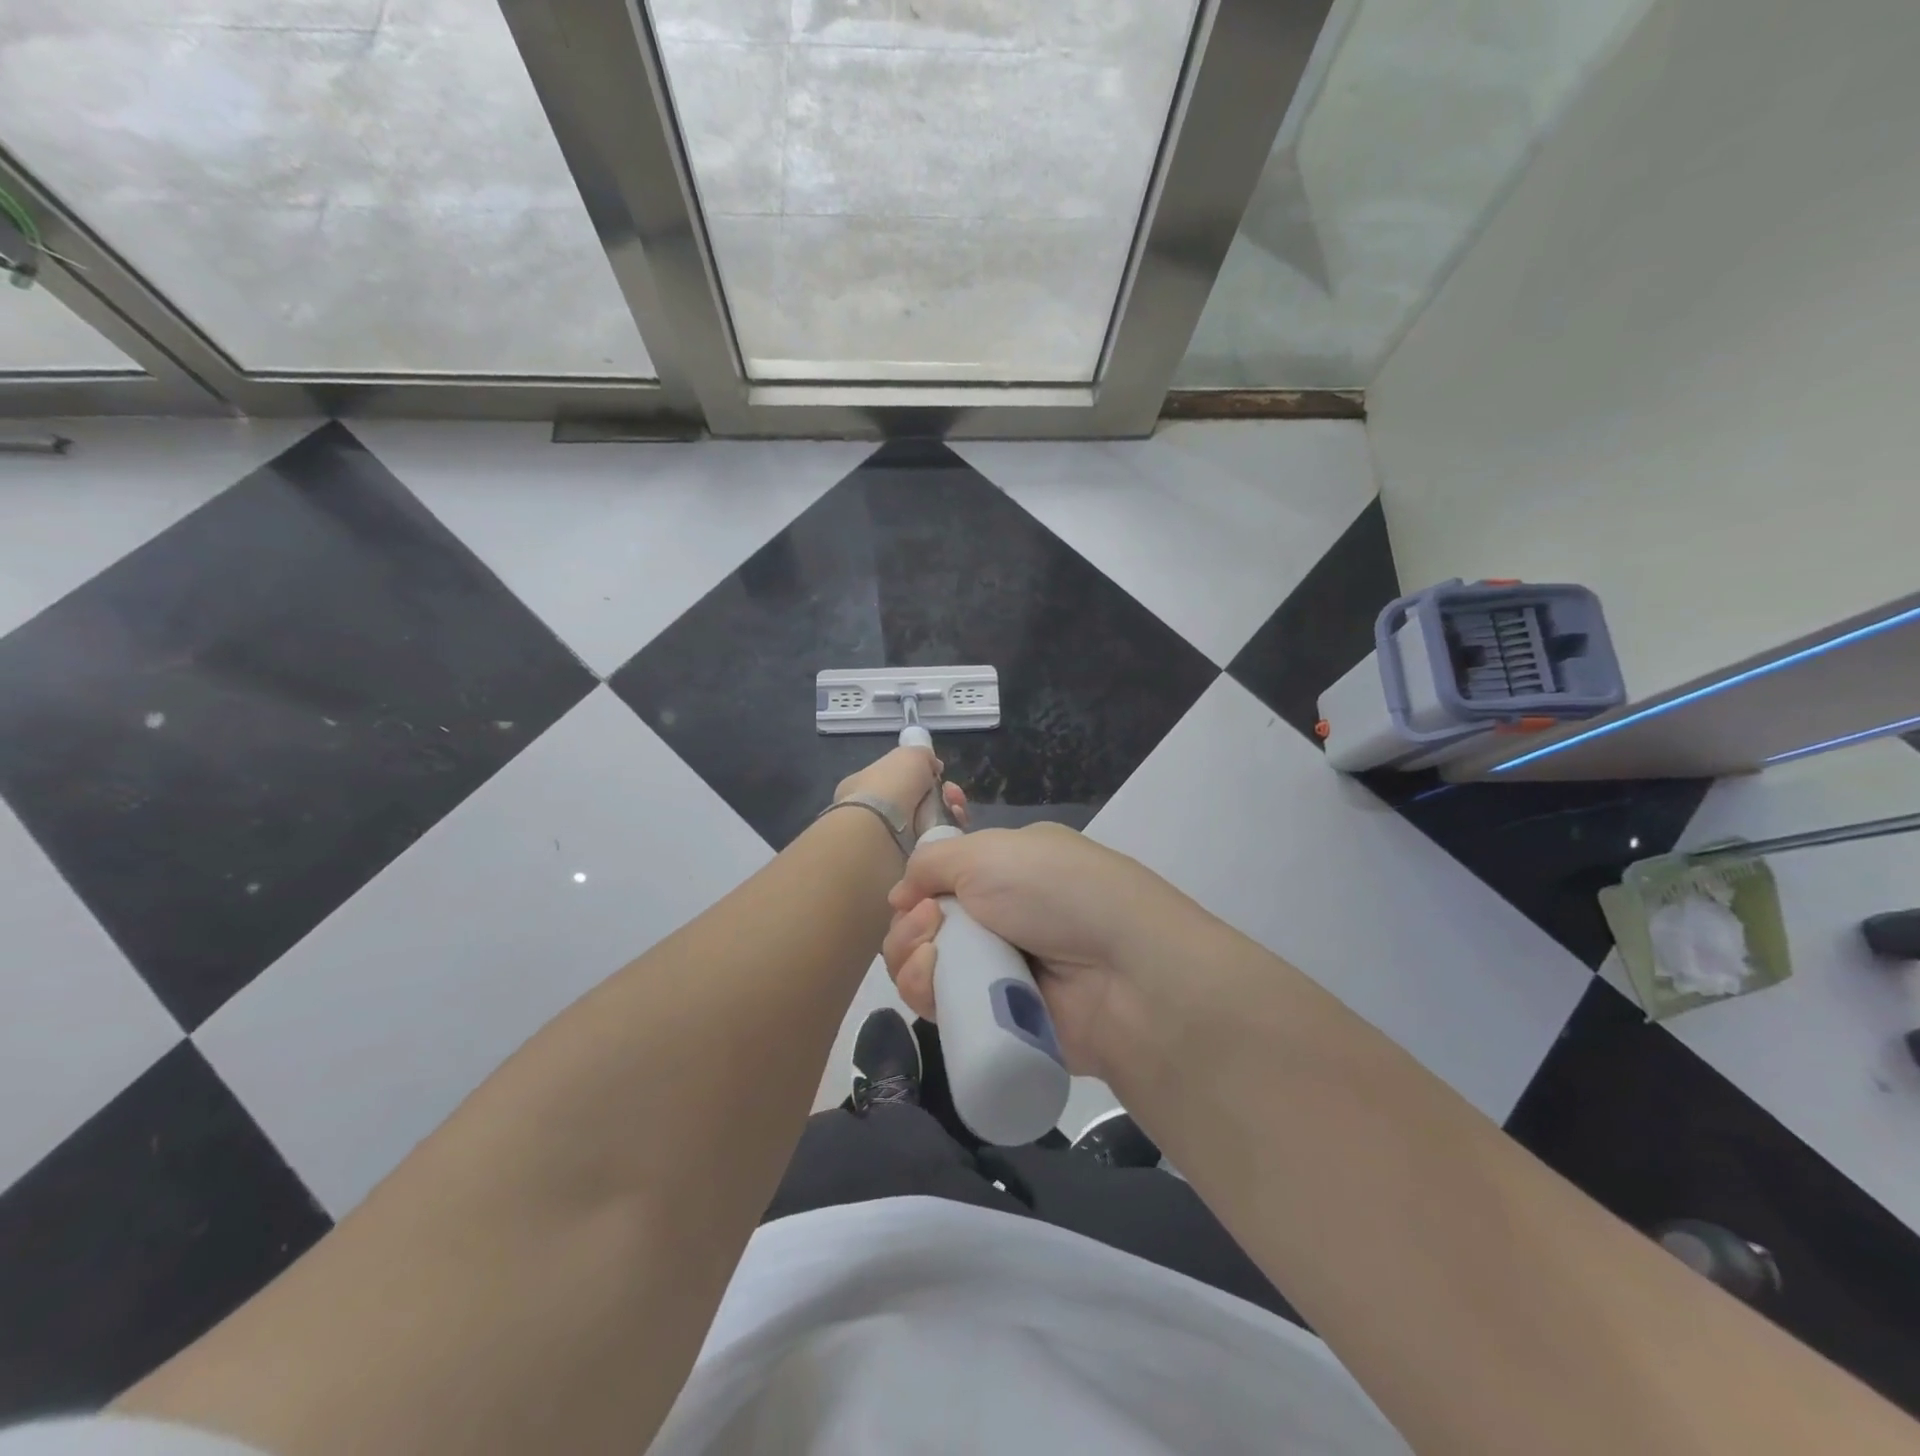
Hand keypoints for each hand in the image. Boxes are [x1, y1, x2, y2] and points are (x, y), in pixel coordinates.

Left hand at [833, 745, 966, 832]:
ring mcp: (890, 839)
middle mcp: (876, 813)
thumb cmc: (890, 787)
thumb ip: (923, 756)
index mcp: (866, 786)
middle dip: (944, 797)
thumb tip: (934, 767)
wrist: (880, 834)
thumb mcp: (909, 755)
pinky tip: (953, 827)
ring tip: (956, 810)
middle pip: (921, 803)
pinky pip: (935, 845)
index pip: (899, 780)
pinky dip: (948, 835)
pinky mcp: (906, 862)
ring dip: (950, 814)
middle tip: (952, 794)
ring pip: (932, 824)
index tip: (940, 775)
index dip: (923, 777)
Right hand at [882, 823, 1197, 1080]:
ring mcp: (1000, 969)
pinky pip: (940, 1006)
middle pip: (926, 925)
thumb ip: (932, 862)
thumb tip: (901, 894)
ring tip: (931, 954)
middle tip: (928, 924)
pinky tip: (933, 981)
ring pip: (926, 966)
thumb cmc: (1055, 890)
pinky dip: (925, 991)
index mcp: (1007, 869)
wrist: (1123, 970)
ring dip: (911, 955)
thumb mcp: (989, 851)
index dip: (919, 887)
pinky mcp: (996, 1018)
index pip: (943, 879)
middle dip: (910, 924)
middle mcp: (1002, 917)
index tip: (912, 895)